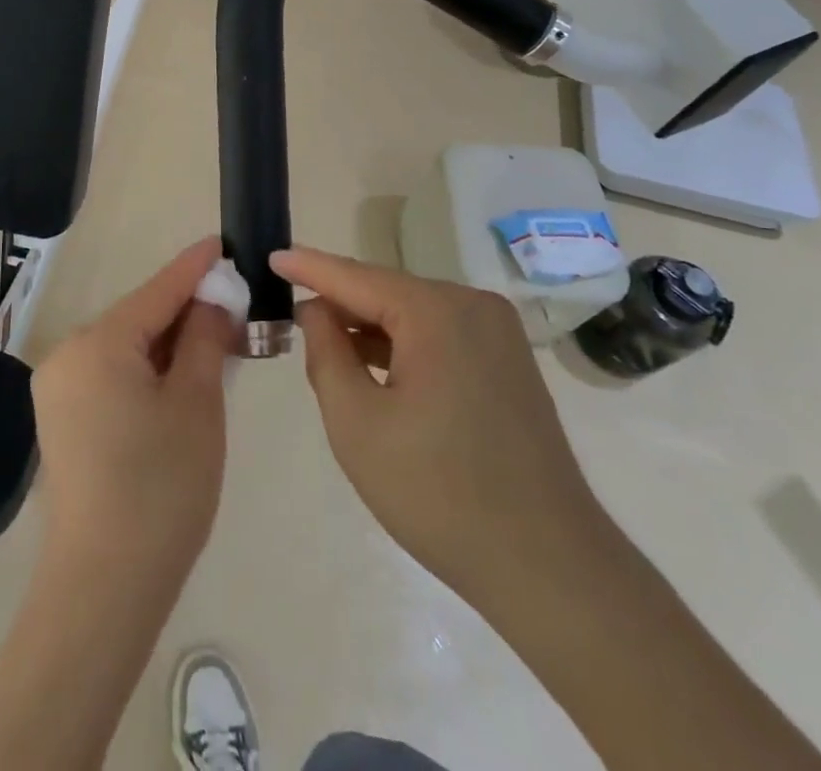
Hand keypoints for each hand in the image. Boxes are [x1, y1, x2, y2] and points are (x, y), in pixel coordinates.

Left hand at [32, 237, 235, 588]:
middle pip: (139, 317)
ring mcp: (59, 388)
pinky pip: (112, 373)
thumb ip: (205, 338)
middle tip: (235, 309)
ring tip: (216, 342)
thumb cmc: (161, 488)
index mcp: (98, 343)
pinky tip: (180, 379)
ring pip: (126, 346)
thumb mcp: (197, 404)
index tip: (222, 242)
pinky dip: (147, 369)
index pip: (157, 290)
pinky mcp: (61, 418)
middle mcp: (68, 354)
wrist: (103, 588)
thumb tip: (213, 300)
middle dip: (186, 310)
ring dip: (169, 342)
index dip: (195, 267)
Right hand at [278, 247, 607, 606]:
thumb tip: (317, 310)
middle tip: (293, 328)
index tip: (272, 255)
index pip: (356, 276)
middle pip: (387, 292)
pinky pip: (441, 335)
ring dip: (371, 331)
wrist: (549, 566)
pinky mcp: (509, 360)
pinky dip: (404, 347)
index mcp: (437, 311)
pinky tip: (378, 372)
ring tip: (329, 354)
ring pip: (413, 315)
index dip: (309, 267)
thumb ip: (326, 353)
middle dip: (340, 308)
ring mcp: (498, 332)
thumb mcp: (357, 424)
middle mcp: (473, 304)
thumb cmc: (439, 494)